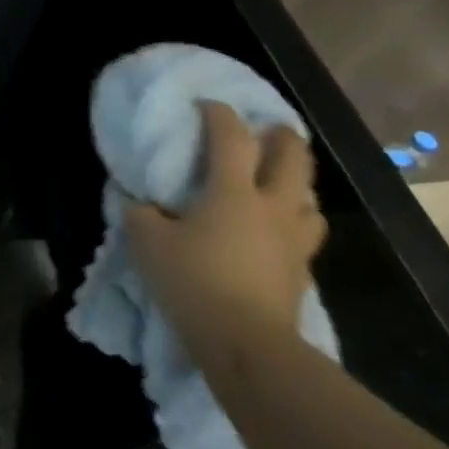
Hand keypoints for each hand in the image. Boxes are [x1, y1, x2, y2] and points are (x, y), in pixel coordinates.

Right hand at [126, 101, 326, 359]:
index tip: (207, 105)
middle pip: (292, 158)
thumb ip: (139, 214)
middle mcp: (272, 206)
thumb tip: (138, 202)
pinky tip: (281, 230)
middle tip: (268, 130)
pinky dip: (297, 222)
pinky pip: (307, 234)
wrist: (246, 343)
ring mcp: (293, 239)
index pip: (231, 138)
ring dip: (298, 183)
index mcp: (232, 192)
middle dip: (282, 137)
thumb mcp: (147, 244)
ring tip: (281, 183)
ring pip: (310, 198)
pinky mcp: (302, 270)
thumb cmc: (194, 282)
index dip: (219, 114)